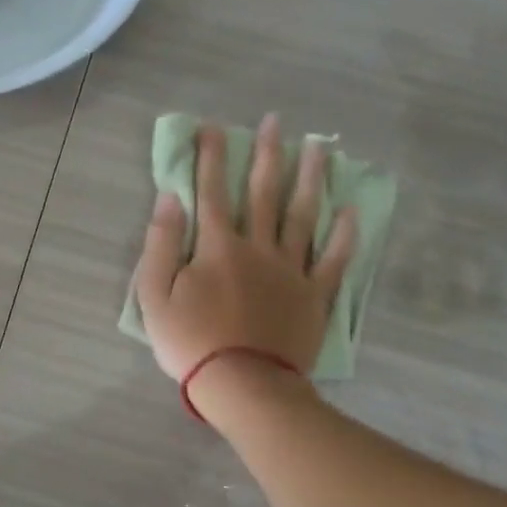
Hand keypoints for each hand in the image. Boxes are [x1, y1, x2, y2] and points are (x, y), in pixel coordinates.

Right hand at [135, 117, 356, 398]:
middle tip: (276, 121)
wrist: (244, 385)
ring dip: (310, 179)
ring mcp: (292, 270)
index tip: (213, 127)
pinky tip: (352, 211)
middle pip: (264, 193)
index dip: (211, 157)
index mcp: (218, 247)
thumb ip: (161, 244)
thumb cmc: (191, 342)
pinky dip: (345, 235)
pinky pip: (334, 259)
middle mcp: (258, 247)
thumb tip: (169, 199)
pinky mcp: (315, 295)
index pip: (212, 191)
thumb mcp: (154, 295)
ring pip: (303, 216)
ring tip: (320, 147)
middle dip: (268, 154)